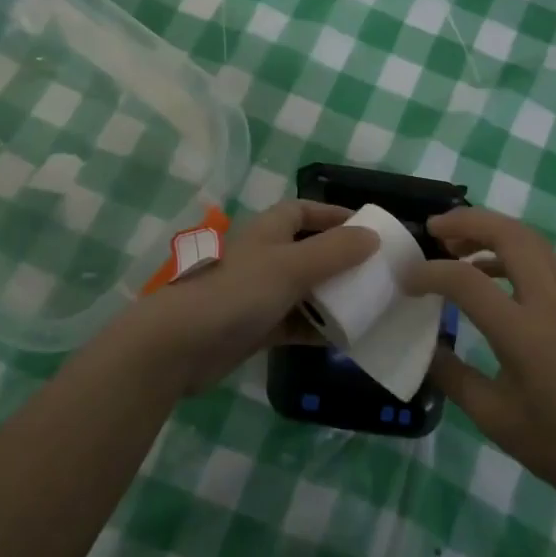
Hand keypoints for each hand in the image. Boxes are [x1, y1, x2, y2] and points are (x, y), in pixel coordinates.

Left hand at [104, 200, 377, 395]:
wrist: (177, 345)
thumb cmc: (235, 293)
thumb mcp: (291, 266)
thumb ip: (334, 251)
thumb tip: (372, 236)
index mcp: (268, 231)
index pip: (303, 211)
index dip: (333, 215)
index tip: (367, 228)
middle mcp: (264, 257)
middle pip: (308, 251)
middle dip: (340, 259)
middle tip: (377, 272)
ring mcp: (257, 294)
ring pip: (305, 289)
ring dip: (332, 296)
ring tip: (370, 305)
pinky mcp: (254, 328)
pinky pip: (295, 323)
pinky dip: (317, 327)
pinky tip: (345, 337)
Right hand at [405, 208, 555, 516]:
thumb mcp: (494, 417)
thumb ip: (453, 377)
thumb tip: (427, 348)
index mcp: (525, 333)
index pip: (467, 282)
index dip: (431, 273)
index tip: (406, 278)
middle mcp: (552, 304)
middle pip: (511, 235)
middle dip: (470, 221)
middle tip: (435, 228)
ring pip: (533, 243)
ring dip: (494, 233)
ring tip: (459, 248)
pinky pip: (545, 265)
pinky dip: (513, 256)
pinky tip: (493, 280)